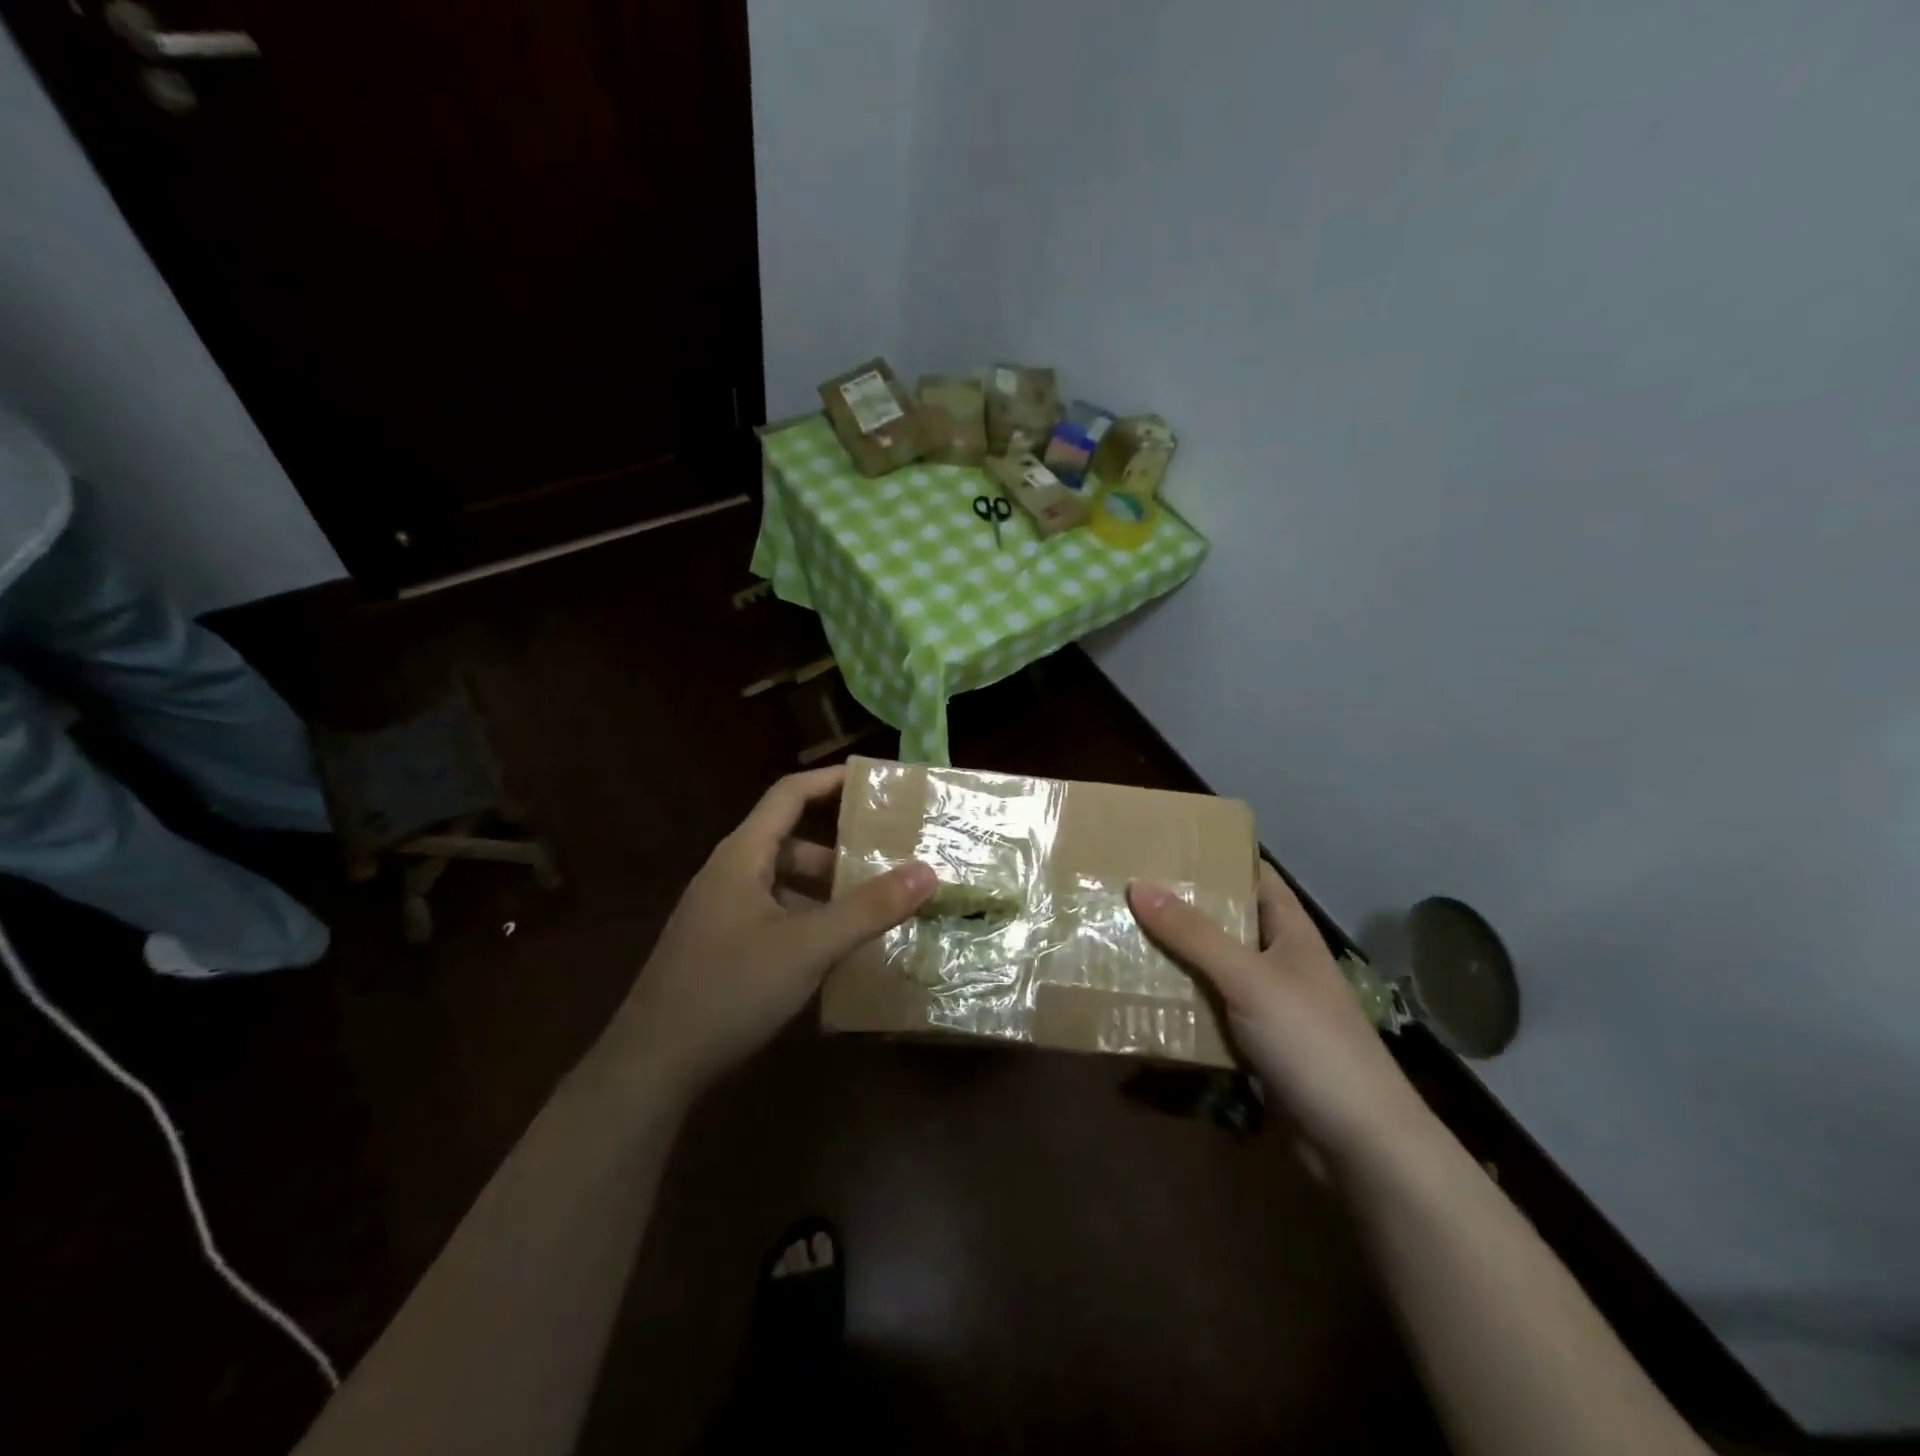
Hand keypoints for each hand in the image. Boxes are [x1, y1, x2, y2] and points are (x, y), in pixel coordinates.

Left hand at [617, 766, 935, 1096]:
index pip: (789, 795)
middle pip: (792, 842)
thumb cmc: (729, 989)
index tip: (875, 780)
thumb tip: (927, 871)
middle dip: (841, 849)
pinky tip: (838, 951)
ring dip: (828, 891)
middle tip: (889, 858)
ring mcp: (723, 915)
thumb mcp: (808, 946)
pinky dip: (810, 922)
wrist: (652, 1066)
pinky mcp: (723, 950)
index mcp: (742, 857)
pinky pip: (777, 918)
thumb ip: (869, 909)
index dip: (830, 780)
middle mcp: (729, 876)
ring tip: (876, 908)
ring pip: (785, 885)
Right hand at [1129, 863, 1427, 1164]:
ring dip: (1173, 958)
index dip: (1214, 856)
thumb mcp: (1249, 979)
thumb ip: (1194, 934)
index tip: (1163, 844)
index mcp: (1289, 930)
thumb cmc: (1311, 1042)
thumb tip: (1138, 884)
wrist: (1358, 1144)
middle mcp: (1278, 960)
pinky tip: (1141, 999)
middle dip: (1179, 908)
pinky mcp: (1253, 1045)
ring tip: (1119, 937)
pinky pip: (1208, 1011)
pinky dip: (1179, 1004)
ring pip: (1211, 968)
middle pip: (1224, 921)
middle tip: (1124, 890)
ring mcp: (1266, 1004)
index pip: (1252, 874)